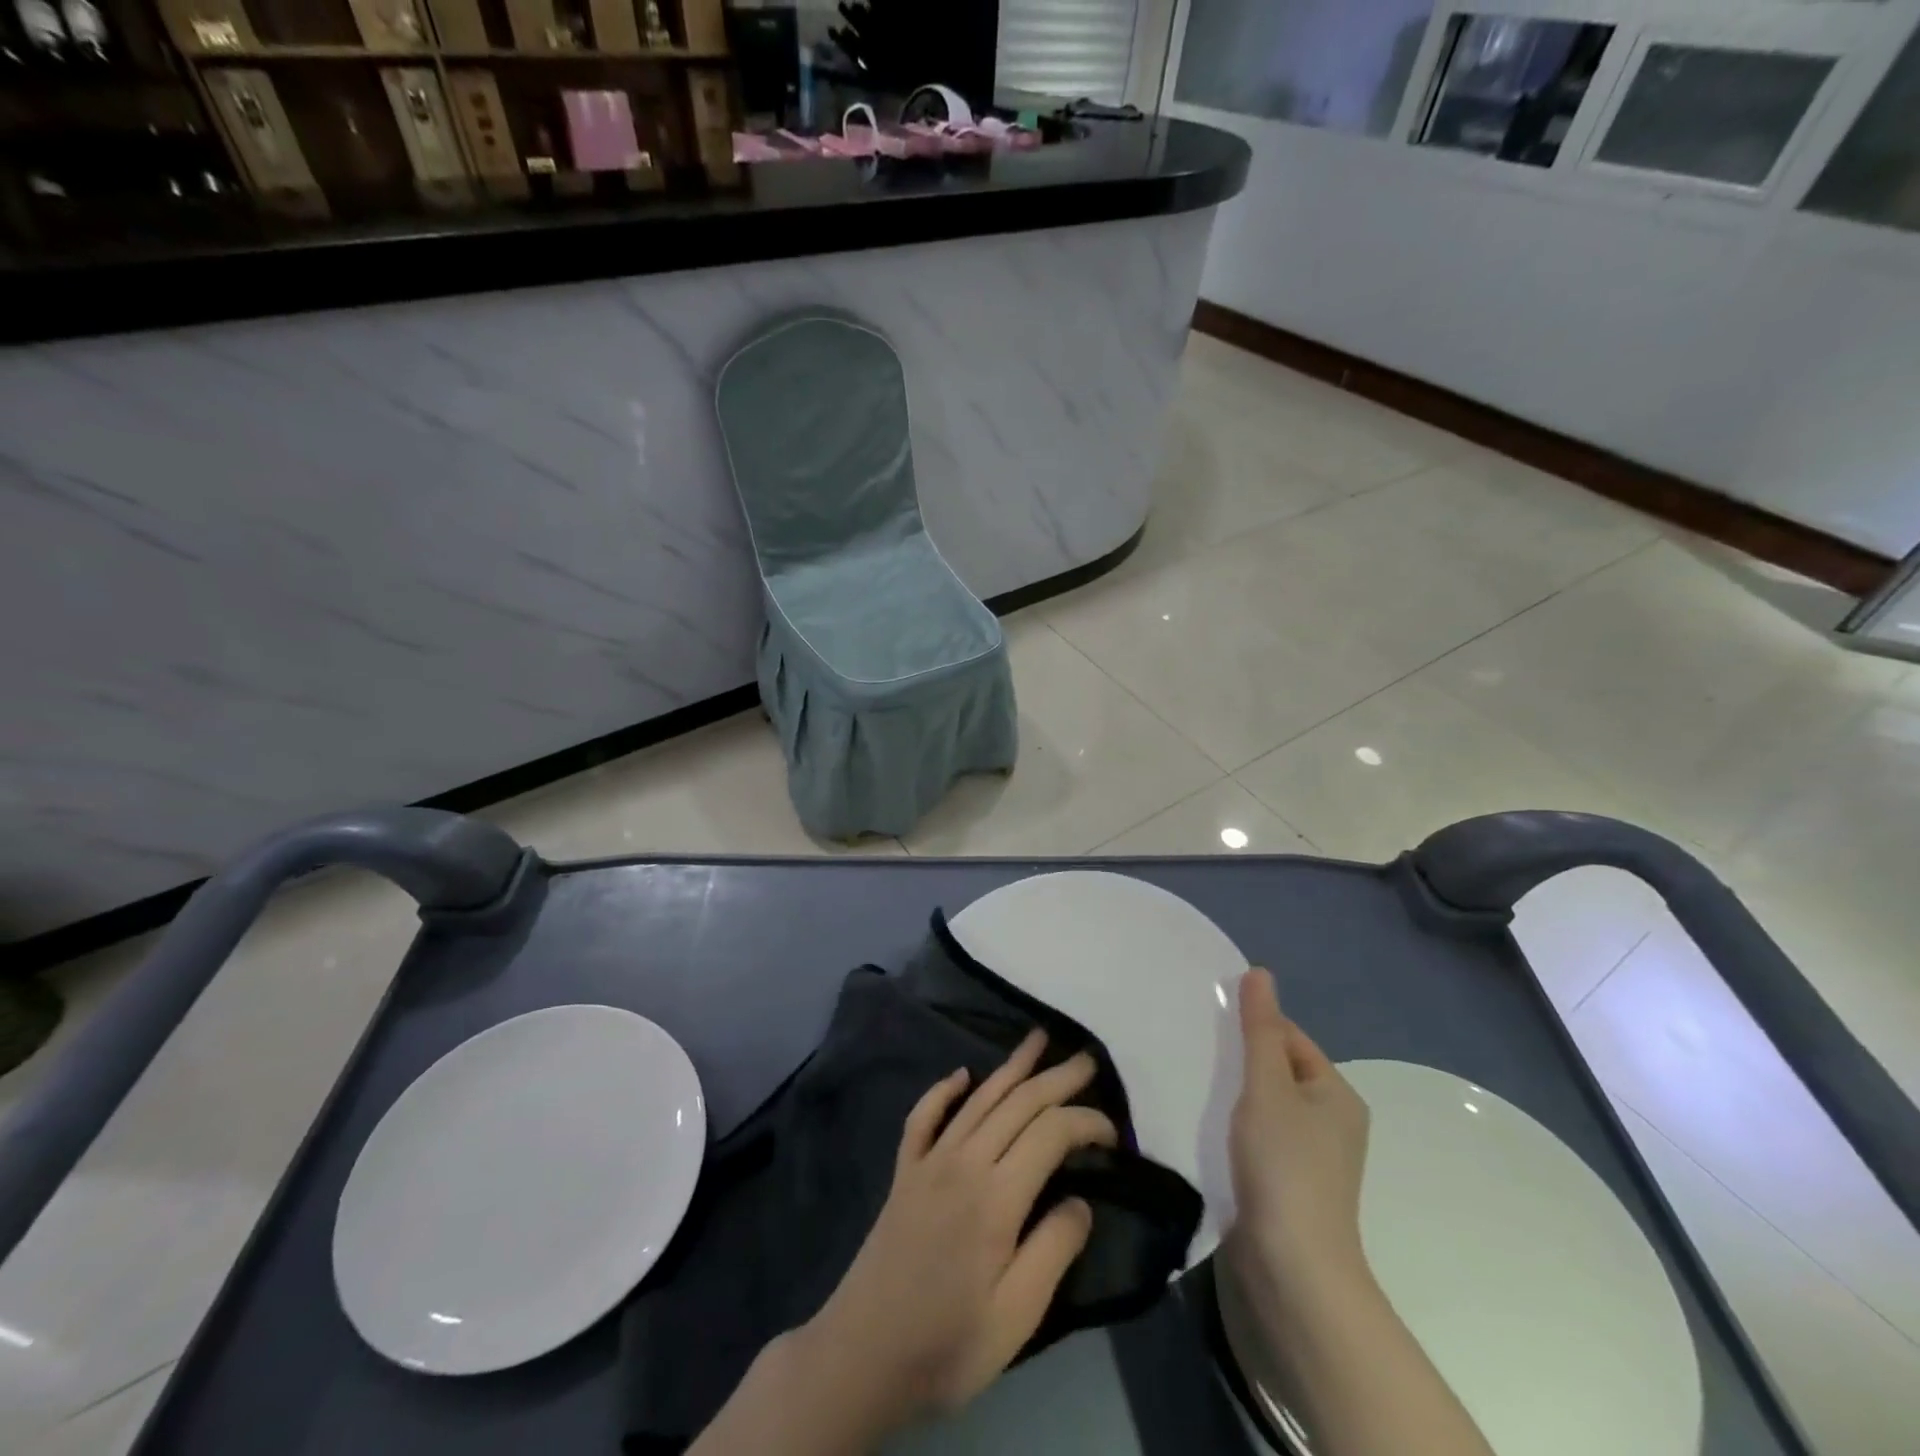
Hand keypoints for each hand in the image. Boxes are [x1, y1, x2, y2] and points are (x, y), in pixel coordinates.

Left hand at [794, 1030, 1115, 1433]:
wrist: (863, 1355)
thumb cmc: (948, 1344)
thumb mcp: (1017, 1317)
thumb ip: (1053, 1250)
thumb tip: (1081, 1199)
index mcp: (997, 1196)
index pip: (1051, 1133)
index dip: (1086, 1122)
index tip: (1113, 1132)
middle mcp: (964, 1161)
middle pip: (1018, 1103)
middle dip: (1056, 1078)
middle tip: (1087, 1060)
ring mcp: (929, 1161)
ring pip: (978, 1098)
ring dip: (1011, 1066)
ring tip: (1037, 1039)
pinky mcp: (905, 1171)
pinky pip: (924, 1115)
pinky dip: (944, 1090)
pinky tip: (960, 1075)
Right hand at [1226, 968, 1370, 1298]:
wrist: (1292, 1266)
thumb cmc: (1284, 1164)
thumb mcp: (1267, 1085)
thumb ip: (1259, 1029)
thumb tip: (1260, 972)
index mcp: (1337, 1093)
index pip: (1290, 1038)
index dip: (1252, 1026)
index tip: (1208, 1024)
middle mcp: (1332, 1121)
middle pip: (1278, 1070)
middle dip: (1240, 1059)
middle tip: (1195, 1050)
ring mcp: (1312, 1157)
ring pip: (1266, 1104)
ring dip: (1234, 1094)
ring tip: (1195, 1083)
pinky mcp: (1289, 1184)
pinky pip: (1260, 1135)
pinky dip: (1235, 1125)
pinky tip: (1207, 1125)